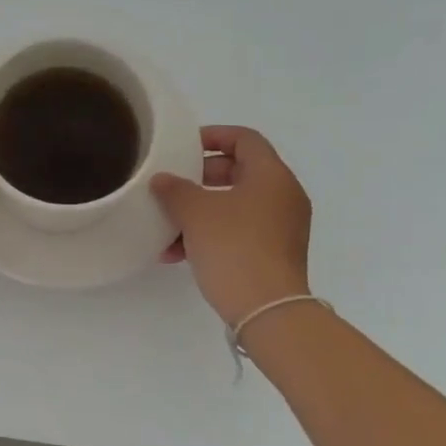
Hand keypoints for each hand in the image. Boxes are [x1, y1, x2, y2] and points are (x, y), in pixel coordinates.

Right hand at [152, 126, 313, 325]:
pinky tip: (178, 254)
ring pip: (235, 205)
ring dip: (200, 212)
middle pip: (239, 171)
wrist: (267, 310)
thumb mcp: (196, 213)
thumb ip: (175, 190)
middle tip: (173, 185)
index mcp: (272, 175)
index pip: (244, 139)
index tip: (183, 147)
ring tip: (167, 228)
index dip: (213, 136)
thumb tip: (163, 180)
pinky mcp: (274, 253)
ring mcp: (282, 227)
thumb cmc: (234, 248)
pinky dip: (212, 234)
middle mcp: (283, 196)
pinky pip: (239, 231)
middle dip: (200, 178)